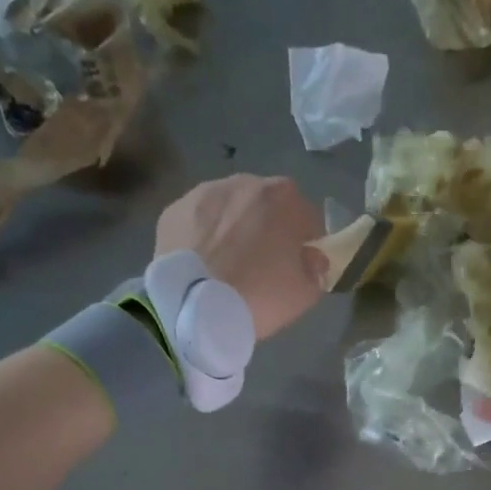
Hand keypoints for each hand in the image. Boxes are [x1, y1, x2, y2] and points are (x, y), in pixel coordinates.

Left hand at [155, 175, 327, 340]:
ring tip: (229, 263)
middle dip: (268, 228)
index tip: (300, 262)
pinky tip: (204, 263)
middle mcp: (244, 183)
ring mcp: (204, 192)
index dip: (307, 240)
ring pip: (229, 209)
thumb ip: (316, 269)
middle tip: (263, 263)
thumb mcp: (304, 293)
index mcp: (282, 198)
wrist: (194, 307)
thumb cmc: (260, 296)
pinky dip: (204, 236)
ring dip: (234, 228)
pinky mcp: (174, 210)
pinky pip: (199, 221)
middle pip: (265, 205)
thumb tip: (313, 257)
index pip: (307, 216)